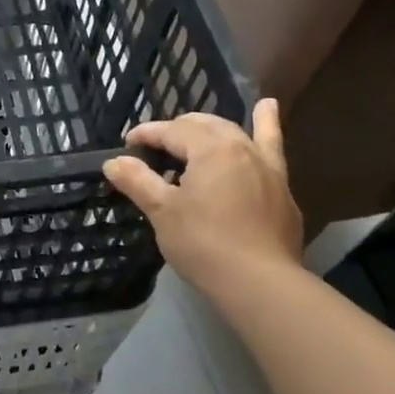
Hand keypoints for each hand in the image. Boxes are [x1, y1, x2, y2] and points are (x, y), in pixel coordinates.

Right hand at [102, 100, 303, 295]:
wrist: (260, 284)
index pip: (171, 131)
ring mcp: (266, 167)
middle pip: (203, 126)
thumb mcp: (162, 211)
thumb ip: (138, 181)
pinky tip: (269, 110)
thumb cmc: (203, 244)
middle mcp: (240, 147)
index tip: (127, 145)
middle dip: (176, 130)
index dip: (146, 135)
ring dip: (214, 124)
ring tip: (201, 119)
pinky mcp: (281, 189)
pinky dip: (268, 126)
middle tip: (155, 148)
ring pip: (236, 132)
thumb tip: (113, 162)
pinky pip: (272, 148)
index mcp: (210, 148)